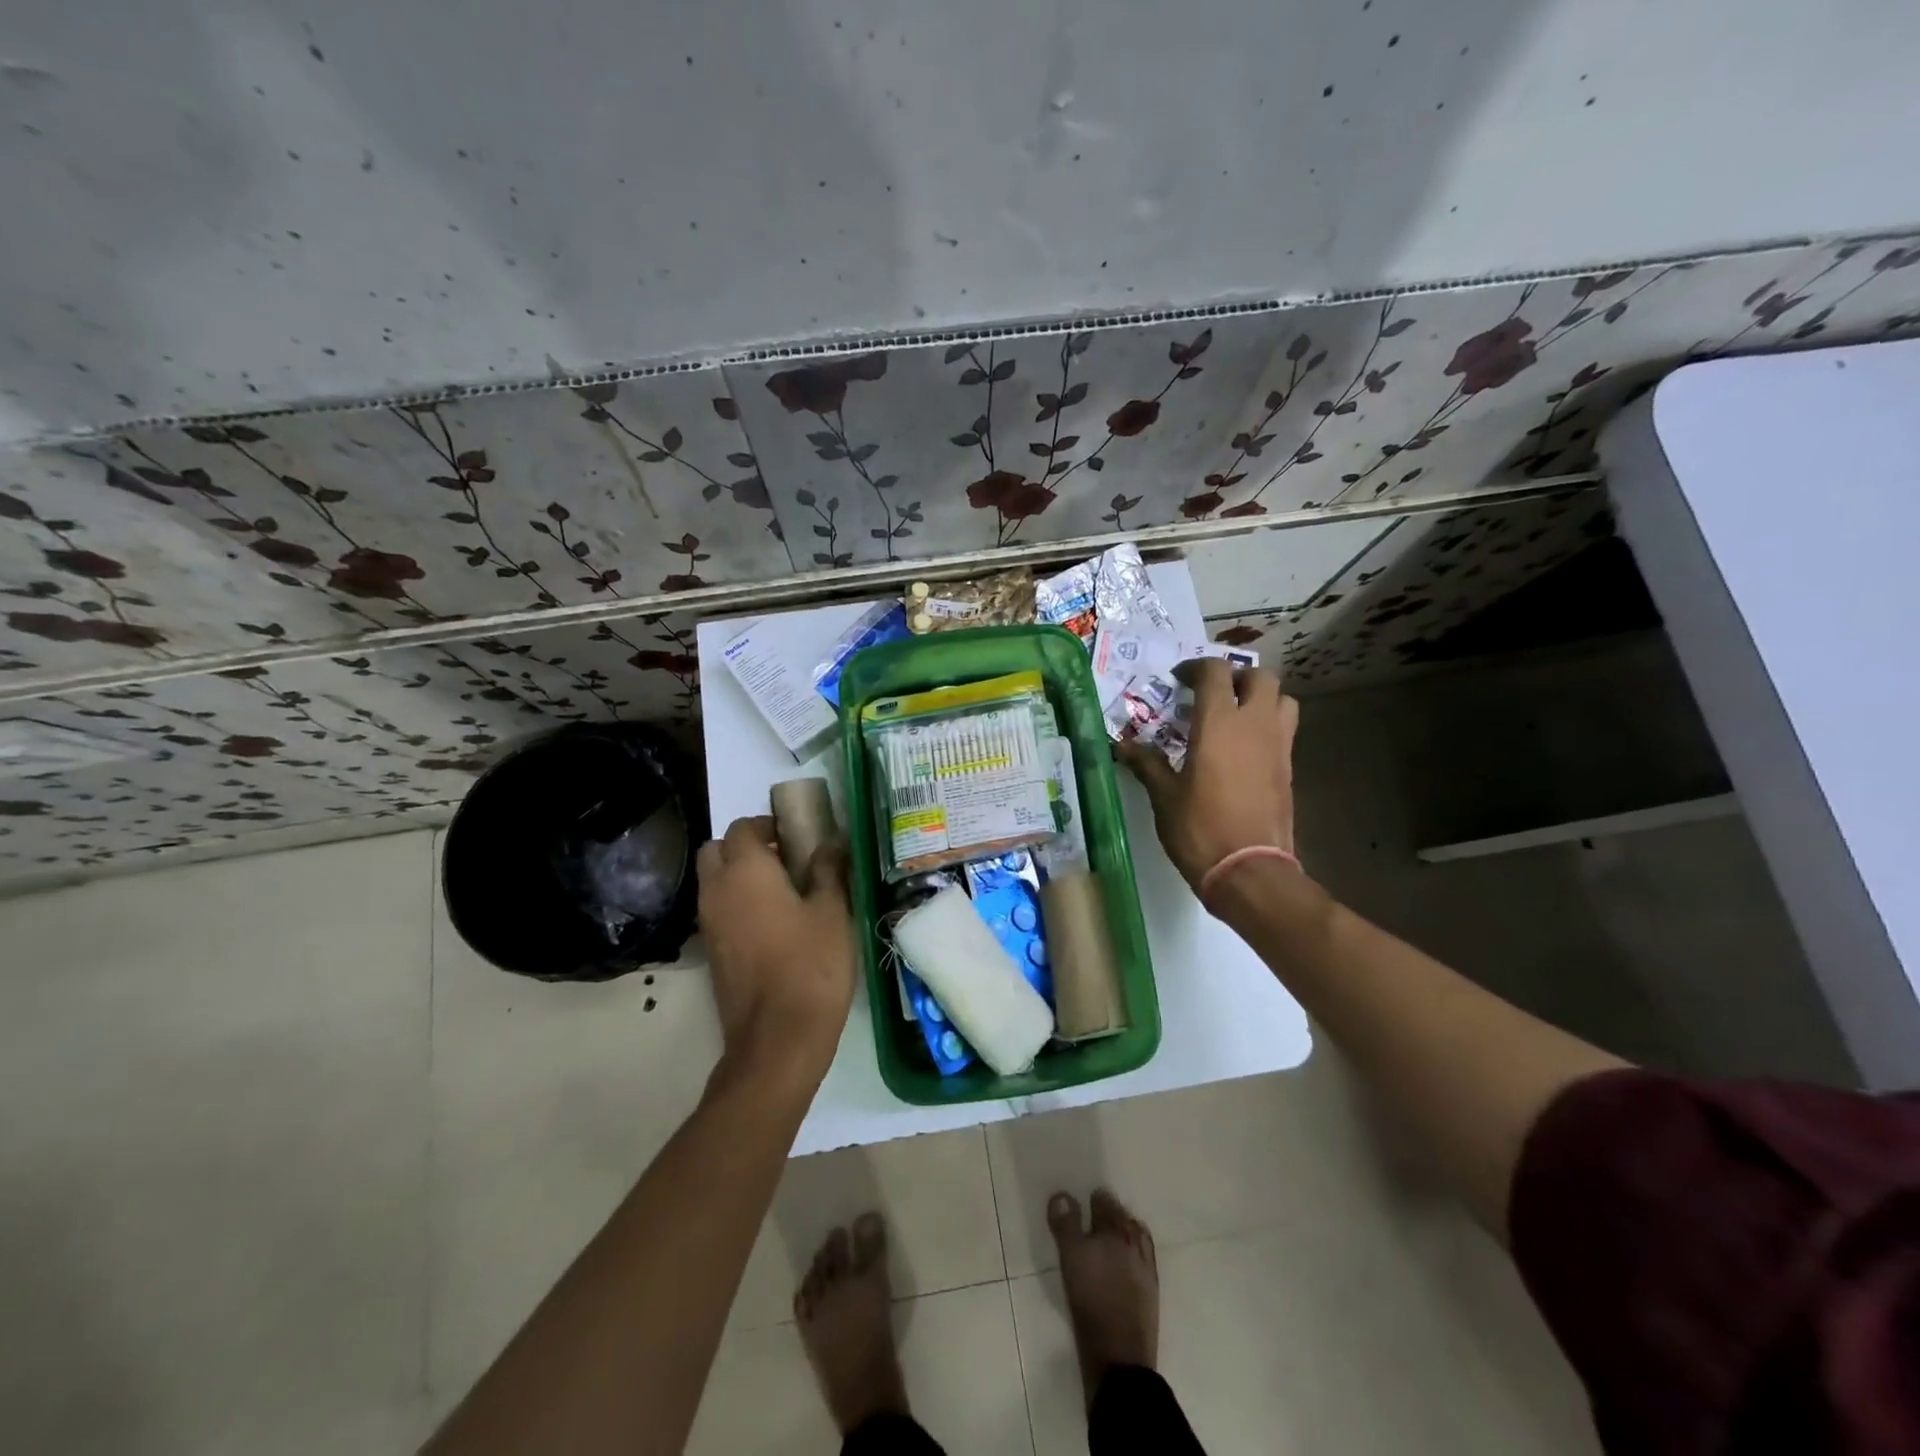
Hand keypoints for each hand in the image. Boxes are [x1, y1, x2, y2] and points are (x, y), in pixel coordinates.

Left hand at [697, 815, 854, 1087]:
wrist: (779, 1037)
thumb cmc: (811, 964)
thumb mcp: (832, 911)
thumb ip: (828, 870)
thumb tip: (831, 842)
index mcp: (745, 871)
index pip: (742, 827)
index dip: (767, 825)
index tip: (796, 836)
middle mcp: (717, 890)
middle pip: (716, 850)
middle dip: (744, 846)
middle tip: (783, 859)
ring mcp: (709, 923)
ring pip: (713, 881)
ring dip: (737, 875)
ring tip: (782, 891)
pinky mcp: (711, 952)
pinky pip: (717, 910)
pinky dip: (735, 904)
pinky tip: (771, 923)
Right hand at [1116, 658, 1298, 892]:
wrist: (1249, 870)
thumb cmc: (1199, 828)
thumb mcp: (1164, 796)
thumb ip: (1147, 764)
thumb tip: (1123, 745)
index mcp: (1219, 724)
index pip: (1215, 673)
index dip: (1196, 667)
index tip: (1178, 679)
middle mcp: (1255, 725)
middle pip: (1260, 677)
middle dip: (1236, 676)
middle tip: (1212, 692)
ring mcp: (1278, 746)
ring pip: (1282, 699)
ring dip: (1261, 696)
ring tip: (1236, 713)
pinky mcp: (1289, 768)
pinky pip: (1285, 729)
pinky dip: (1267, 725)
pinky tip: (1244, 747)